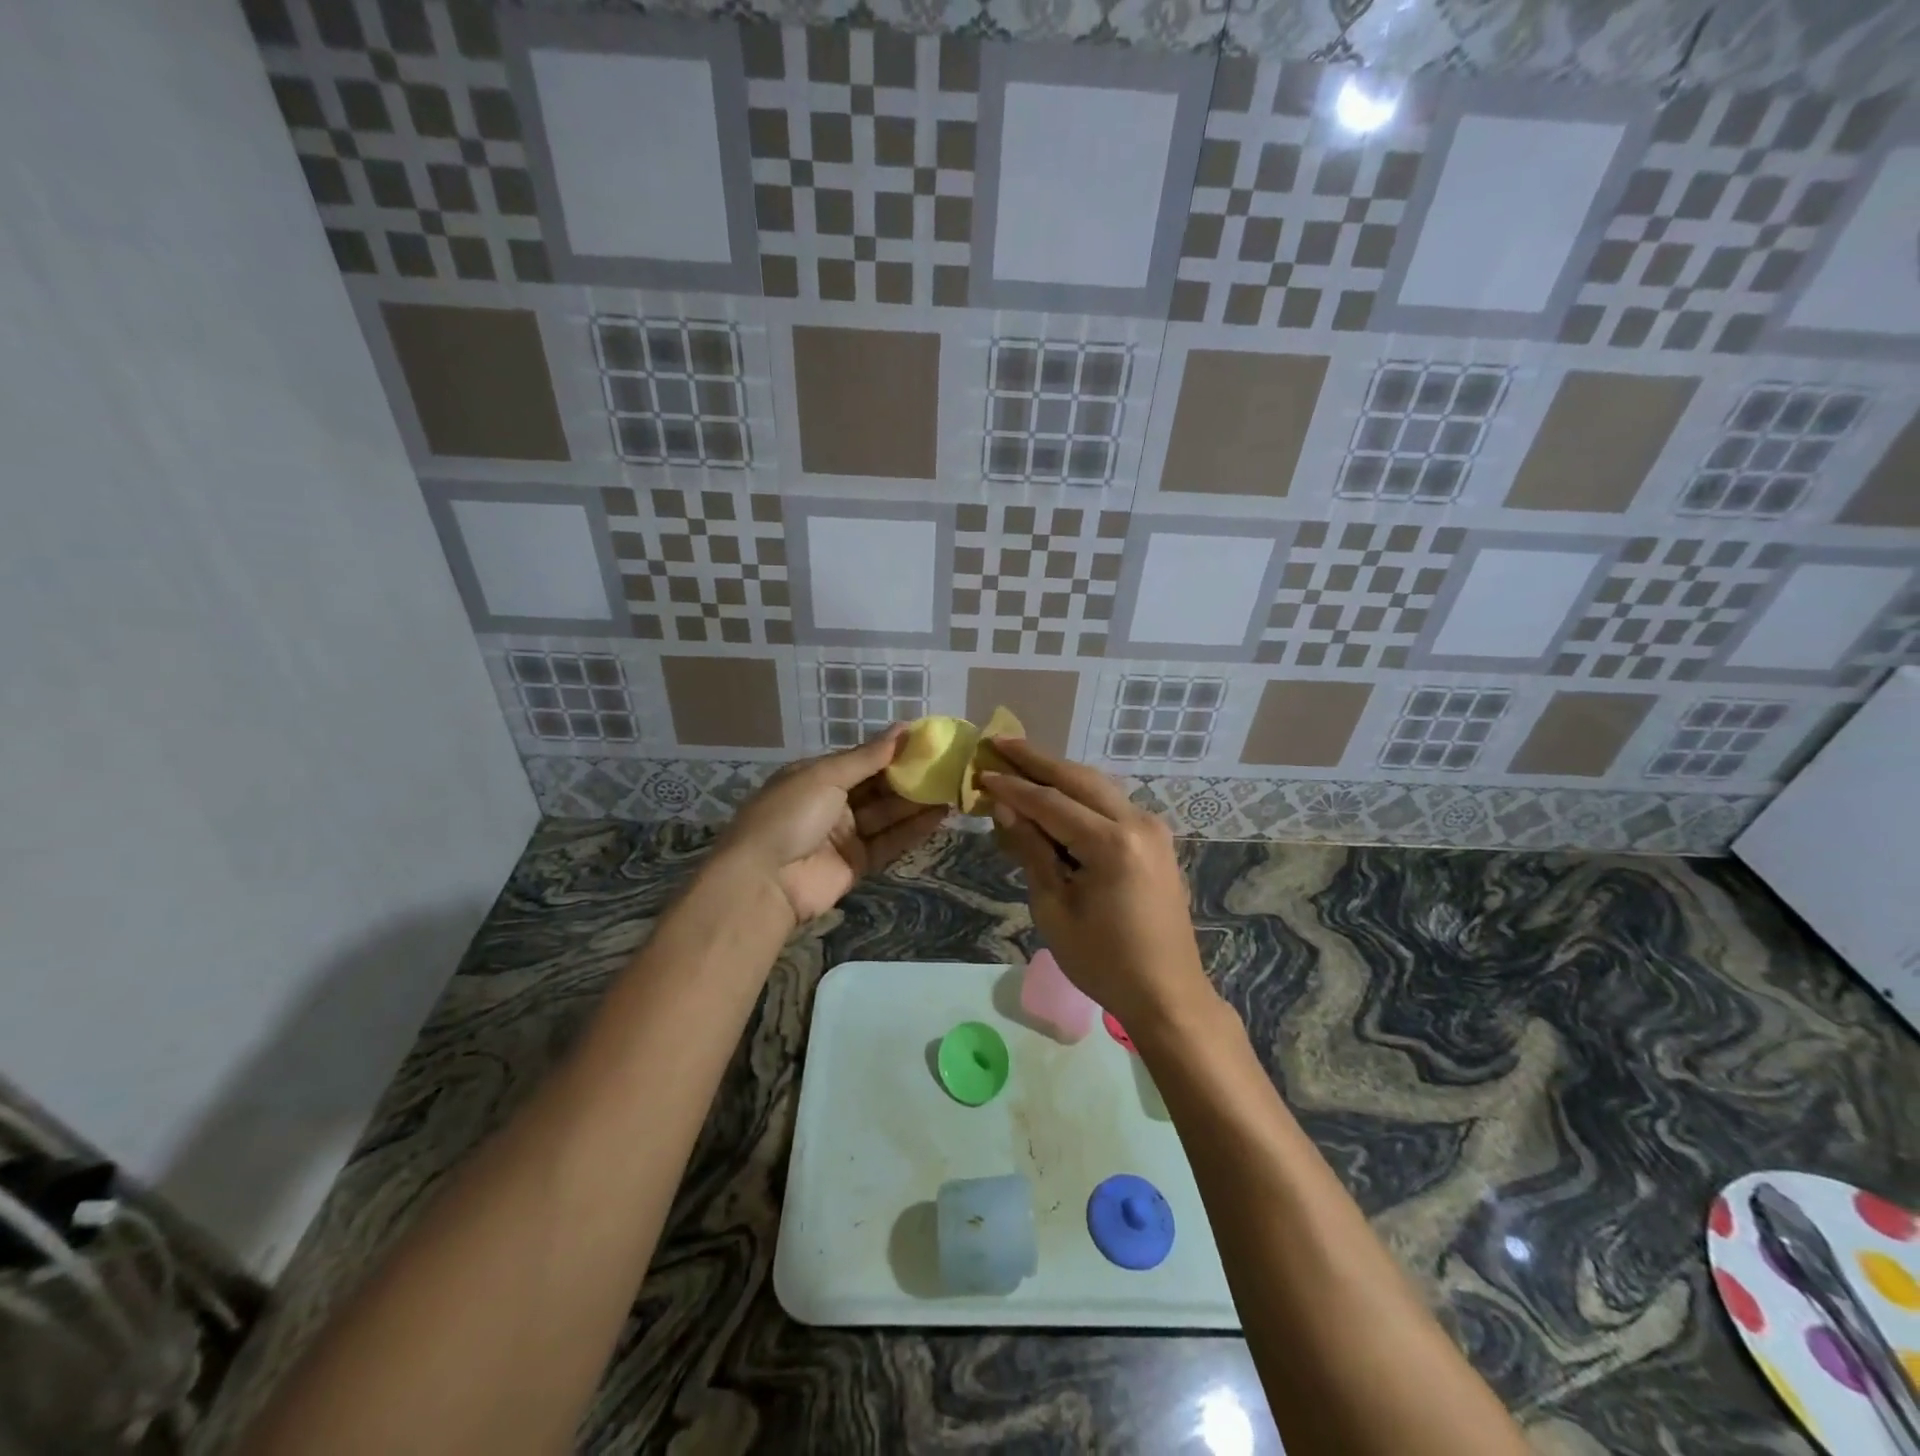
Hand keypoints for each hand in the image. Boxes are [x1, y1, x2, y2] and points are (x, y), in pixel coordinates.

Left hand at [712, 725, 947, 924]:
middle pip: (878, 787)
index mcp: (817, 776)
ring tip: (952, 788)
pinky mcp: (858, 864)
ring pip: (888, 814)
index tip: (928, 741)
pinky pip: (890, 842)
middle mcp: (832, 803)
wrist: (764, 881)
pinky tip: (939, 815)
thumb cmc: (790, 815)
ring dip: (917, 802)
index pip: (862, 759)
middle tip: (947, 765)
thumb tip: (903, 729)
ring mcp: (845, 835)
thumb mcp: (825, 776)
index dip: (893, 751)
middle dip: (910, 777)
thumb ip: (868, 757)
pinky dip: (913, 830)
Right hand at [978, 739, 1214, 1034]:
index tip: (981, 772)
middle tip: (998, 742)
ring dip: (1058, 773)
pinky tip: (1054, 792)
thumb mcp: (1054, 908)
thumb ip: (1031, 851)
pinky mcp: (1155, 840)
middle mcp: (1137, 823)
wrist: (1167, 993)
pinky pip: (1110, 805)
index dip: (1013, 788)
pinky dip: (1079, 795)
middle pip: (1078, 779)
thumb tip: (1005, 808)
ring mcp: (1152, 829)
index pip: (1050, 803)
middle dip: (1036, 760)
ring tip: (1020, 758)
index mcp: (1112, 843)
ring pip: (1097, 786)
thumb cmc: (1103, 961)